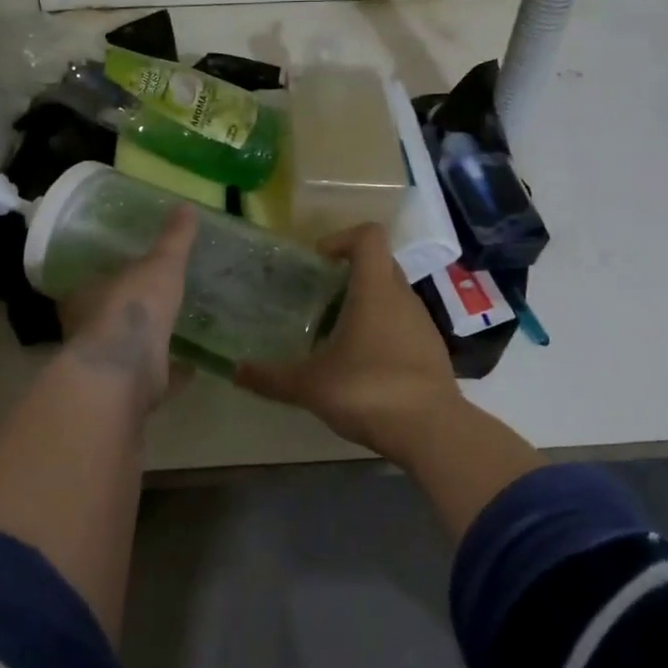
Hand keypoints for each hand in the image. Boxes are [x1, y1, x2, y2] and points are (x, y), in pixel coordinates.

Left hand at [60, 205, 196, 411]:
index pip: (93, 283)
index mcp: (85, 297)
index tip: (132, 273)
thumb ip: (174, 239)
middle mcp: (89, 332)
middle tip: (159, 301)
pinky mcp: (129, 391)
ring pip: (130, 350)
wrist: (124, 372)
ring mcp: (108, 365)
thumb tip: (187, 205)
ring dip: (150, 343)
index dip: (111, 278)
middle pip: (109, 317)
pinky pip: (154, 377)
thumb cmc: (132, 308)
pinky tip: (193, 366)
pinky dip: (172, 372)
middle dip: (130, 311)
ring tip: (178, 331)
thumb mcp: (160, 264)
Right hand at [235, 222, 464, 459]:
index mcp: (375, 290)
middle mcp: (403, 297)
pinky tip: (362, 363)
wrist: (432, 431)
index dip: (342, 239)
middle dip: (350, 273)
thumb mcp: (310, 386)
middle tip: (320, 297)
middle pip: (380, 264)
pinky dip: (382, 330)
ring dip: (366, 304)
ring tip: (336, 333)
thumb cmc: (368, 391)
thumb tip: (235, 371)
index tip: (319, 261)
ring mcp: (422, 323)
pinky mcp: (432, 350)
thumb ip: (270, 377)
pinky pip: (404, 324)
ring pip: (393, 296)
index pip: (369, 236)